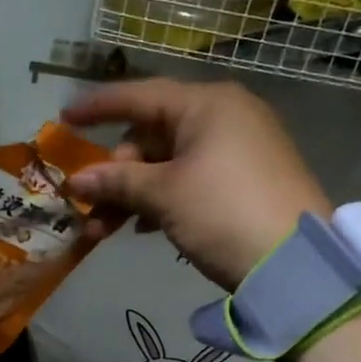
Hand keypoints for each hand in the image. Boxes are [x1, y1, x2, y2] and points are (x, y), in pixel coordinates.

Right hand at [63, 79, 331, 292]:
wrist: (297, 266)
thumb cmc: (223, 212)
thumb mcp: (164, 195)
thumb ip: (116, 181)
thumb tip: (77, 182)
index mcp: (207, 104)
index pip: (139, 95)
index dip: (98, 107)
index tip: (63, 117)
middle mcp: (226, 116)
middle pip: (151, 134)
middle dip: (115, 171)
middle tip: (91, 205)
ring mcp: (239, 148)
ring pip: (168, 162)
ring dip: (132, 193)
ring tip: (106, 230)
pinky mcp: (246, 179)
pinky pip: (190, 178)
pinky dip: (162, 198)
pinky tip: (145, 229)